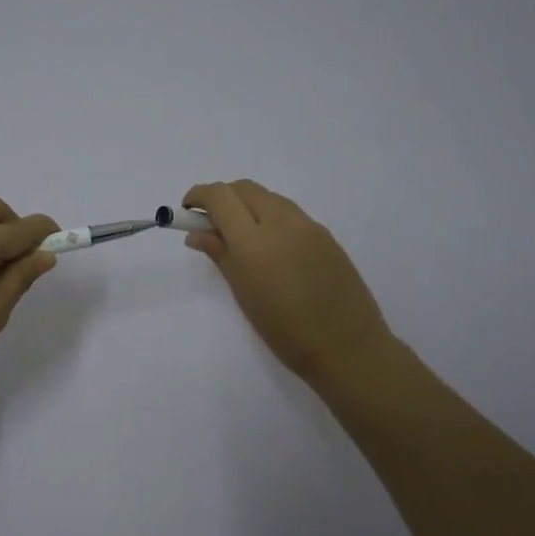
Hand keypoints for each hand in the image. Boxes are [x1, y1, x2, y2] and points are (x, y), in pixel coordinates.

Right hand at [183, 180, 397, 388]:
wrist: (347, 347)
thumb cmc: (285, 331)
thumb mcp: (244, 294)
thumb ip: (220, 255)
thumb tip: (196, 233)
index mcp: (254, 241)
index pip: (220, 197)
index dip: (199, 196)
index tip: (187, 210)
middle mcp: (281, 222)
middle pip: (245, 188)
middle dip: (223, 197)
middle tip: (211, 223)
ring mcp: (308, 225)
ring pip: (269, 197)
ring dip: (248, 205)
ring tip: (242, 237)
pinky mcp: (327, 235)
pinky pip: (291, 213)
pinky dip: (271, 217)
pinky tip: (272, 248)